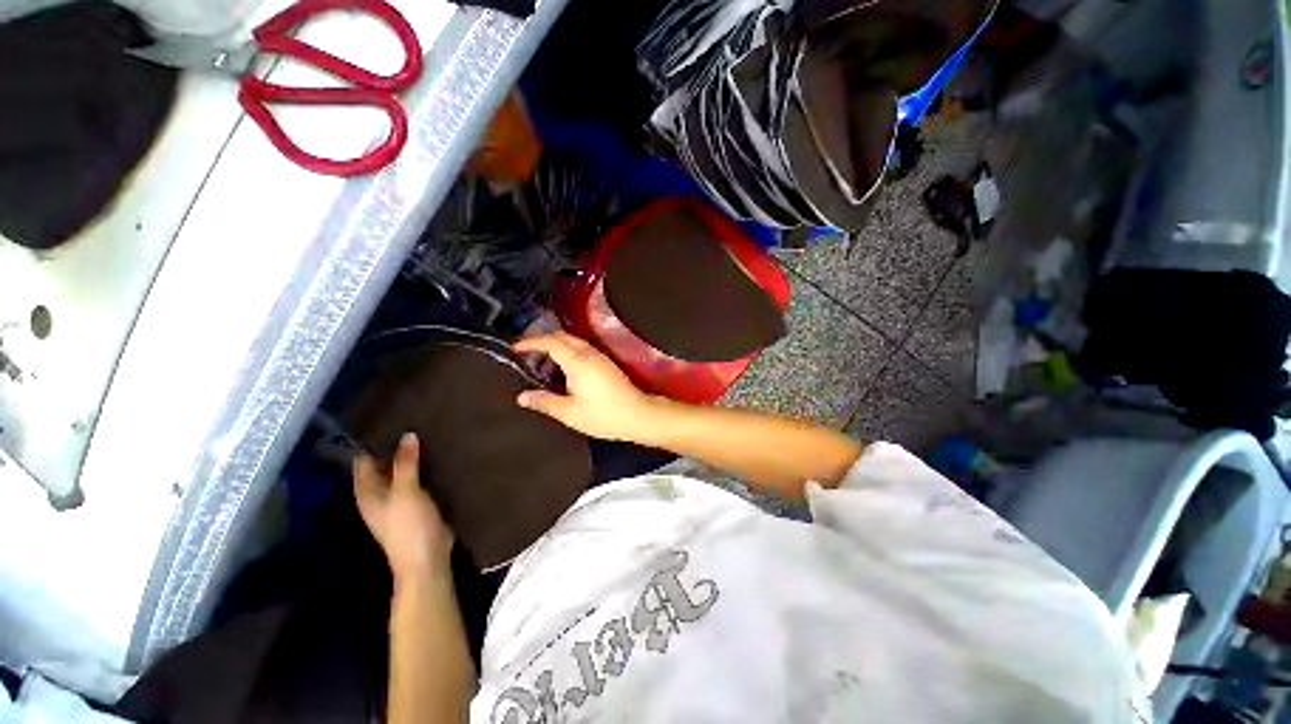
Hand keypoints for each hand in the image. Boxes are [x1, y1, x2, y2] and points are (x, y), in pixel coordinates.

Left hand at [353, 433, 453, 581]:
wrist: (427, 558)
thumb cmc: (408, 526)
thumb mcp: (406, 492)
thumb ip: (405, 463)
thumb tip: (407, 435)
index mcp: (368, 491)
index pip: (363, 459)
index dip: (373, 440)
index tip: (390, 418)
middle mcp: (380, 493)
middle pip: (384, 464)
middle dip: (396, 445)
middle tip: (414, 419)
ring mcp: (400, 499)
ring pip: (403, 471)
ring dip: (413, 456)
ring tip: (428, 431)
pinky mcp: (418, 503)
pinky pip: (419, 479)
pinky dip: (425, 467)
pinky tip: (439, 454)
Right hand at [514, 332, 661, 441]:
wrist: (638, 415)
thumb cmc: (603, 415)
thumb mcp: (569, 412)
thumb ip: (545, 402)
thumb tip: (522, 397)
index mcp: (577, 362)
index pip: (550, 342)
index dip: (531, 342)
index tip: (515, 348)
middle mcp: (589, 353)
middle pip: (562, 336)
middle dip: (542, 340)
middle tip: (526, 352)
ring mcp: (600, 357)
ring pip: (573, 341)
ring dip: (556, 344)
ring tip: (541, 360)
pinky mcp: (607, 363)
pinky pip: (582, 348)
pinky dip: (568, 350)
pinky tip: (563, 367)